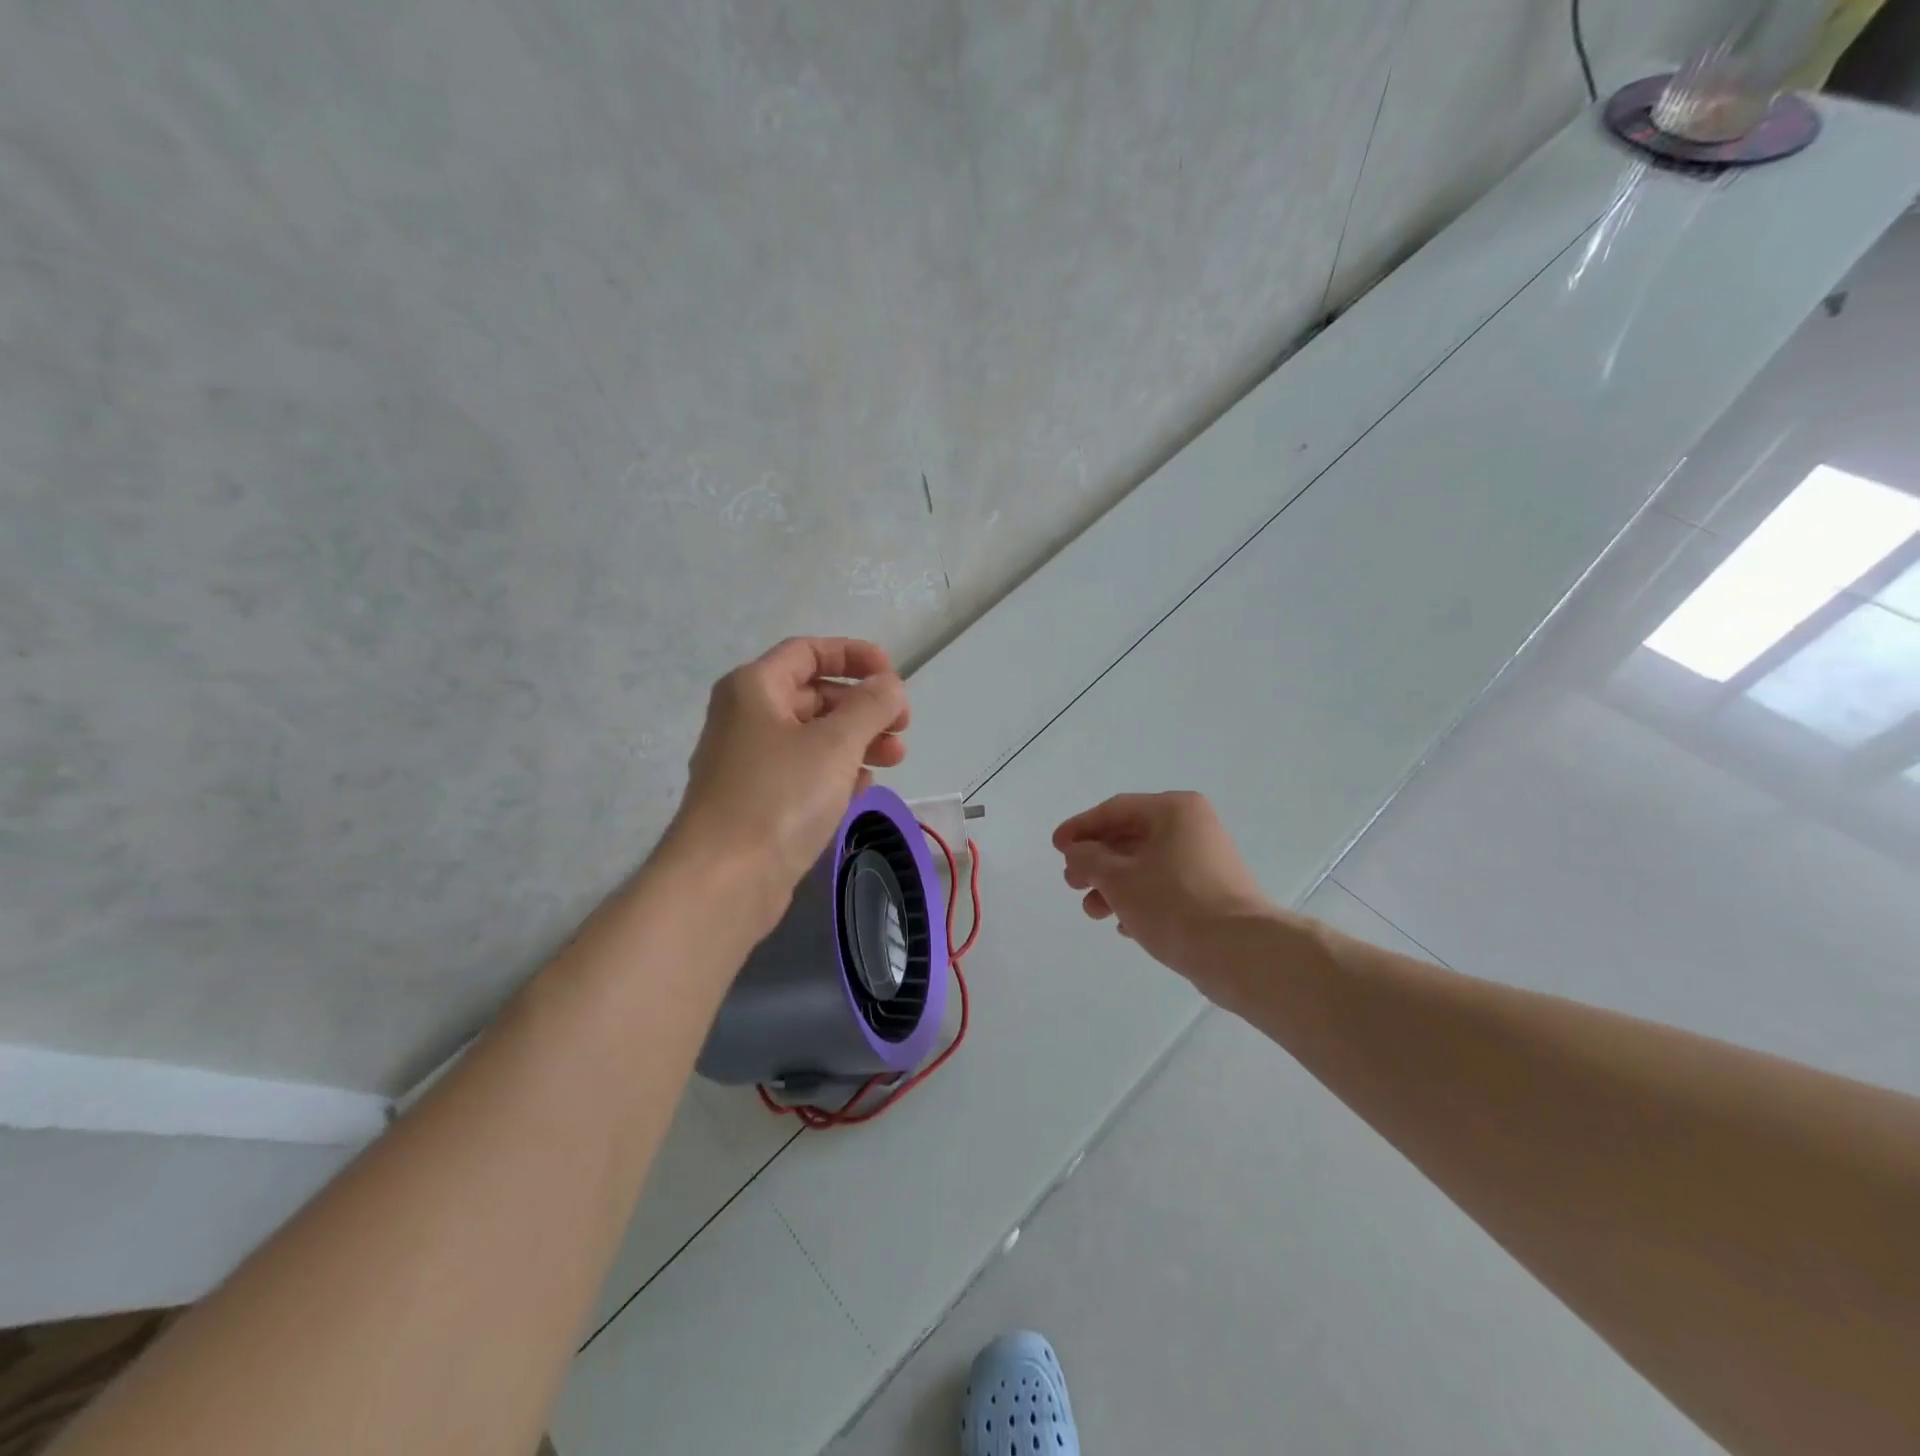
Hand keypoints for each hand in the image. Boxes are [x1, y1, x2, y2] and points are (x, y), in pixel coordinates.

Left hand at [663, 637, 908, 932]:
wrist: (723, 881)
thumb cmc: (780, 797)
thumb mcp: (836, 743)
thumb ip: (871, 705)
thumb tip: (889, 686)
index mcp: (754, 688)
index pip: (808, 651)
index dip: (854, 655)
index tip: (893, 676)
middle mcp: (746, 718)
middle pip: (814, 694)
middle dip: (862, 706)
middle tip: (902, 726)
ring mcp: (749, 763)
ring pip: (813, 737)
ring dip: (857, 740)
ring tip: (895, 758)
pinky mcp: (757, 802)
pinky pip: (804, 773)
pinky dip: (835, 772)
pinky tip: (862, 788)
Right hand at [1053, 792, 1272, 981]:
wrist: (1239, 952)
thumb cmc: (1173, 903)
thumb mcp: (1118, 878)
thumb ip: (1088, 859)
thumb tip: (1077, 853)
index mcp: (1174, 810)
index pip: (1115, 809)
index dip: (1080, 828)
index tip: (1056, 848)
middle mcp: (1193, 828)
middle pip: (1130, 837)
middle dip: (1096, 862)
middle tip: (1072, 883)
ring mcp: (1206, 861)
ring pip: (1146, 865)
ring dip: (1113, 886)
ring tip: (1093, 912)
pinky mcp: (1212, 894)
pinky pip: (1165, 888)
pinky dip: (1139, 900)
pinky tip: (1123, 926)